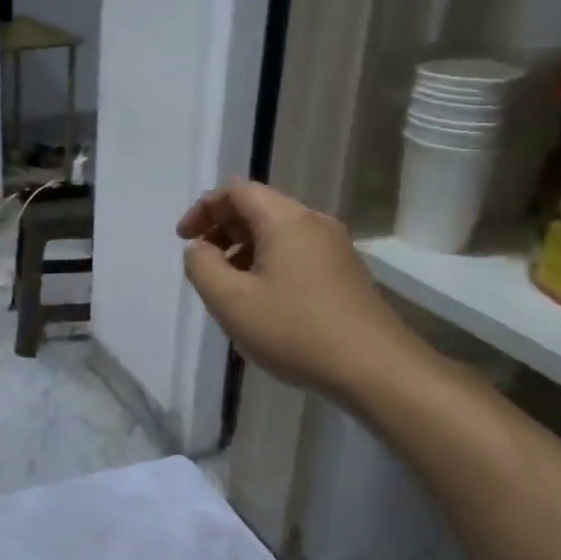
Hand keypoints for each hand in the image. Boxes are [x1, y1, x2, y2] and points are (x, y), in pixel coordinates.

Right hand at [178, 179, 416, 398]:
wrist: (375, 369)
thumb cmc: (294, 330)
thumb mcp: (230, 300)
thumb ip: (202, 266)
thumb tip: (199, 248)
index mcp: (285, 219)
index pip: (236, 191)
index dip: (204, 208)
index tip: (185, 240)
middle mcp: (313, 223)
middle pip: (259, 207)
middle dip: (223, 228)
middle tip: (203, 263)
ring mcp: (335, 248)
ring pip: (278, 232)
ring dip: (244, 249)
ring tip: (228, 287)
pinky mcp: (345, 273)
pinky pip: (297, 253)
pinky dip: (268, 263)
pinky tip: (262, 302)